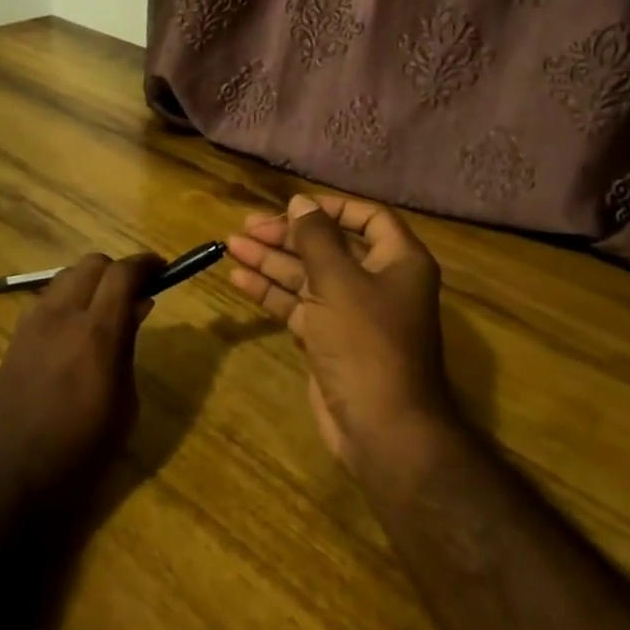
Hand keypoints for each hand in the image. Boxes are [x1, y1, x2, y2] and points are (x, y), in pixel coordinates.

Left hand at [0, 252, 163, 518]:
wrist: (9, 483)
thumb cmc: (81, 455)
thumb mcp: (124, 405)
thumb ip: (129, 347)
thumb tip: (137, 307)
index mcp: (96, 334)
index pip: (123, 273)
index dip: (146, 264)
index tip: (162, 269)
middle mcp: (61, 317)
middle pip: (92, 264)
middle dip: (117, 271)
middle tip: (133, 294)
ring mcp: (31, 325)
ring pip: (65, 278)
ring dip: (89, 284)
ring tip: (103, 312)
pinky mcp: (12, 339)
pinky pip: (45, 302)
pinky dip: (66, 302)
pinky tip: (73, 333)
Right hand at [226, 195, 453, 473]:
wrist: (382, 428)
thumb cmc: (366, 342)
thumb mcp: (338, 281)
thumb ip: (316, 238)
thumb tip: (300, 202)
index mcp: (398, 261)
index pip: (367, 218)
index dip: (330, 208)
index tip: (292, 206)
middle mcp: (378, 281)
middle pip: (329, 246)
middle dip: (288, 235)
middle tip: (247, 226)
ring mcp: (352, 312)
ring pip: (308, 275)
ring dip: (272, 260)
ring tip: (231, 244)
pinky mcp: (329, 339)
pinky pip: (298, 304)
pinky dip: (271, 291)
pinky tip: (239, 277)